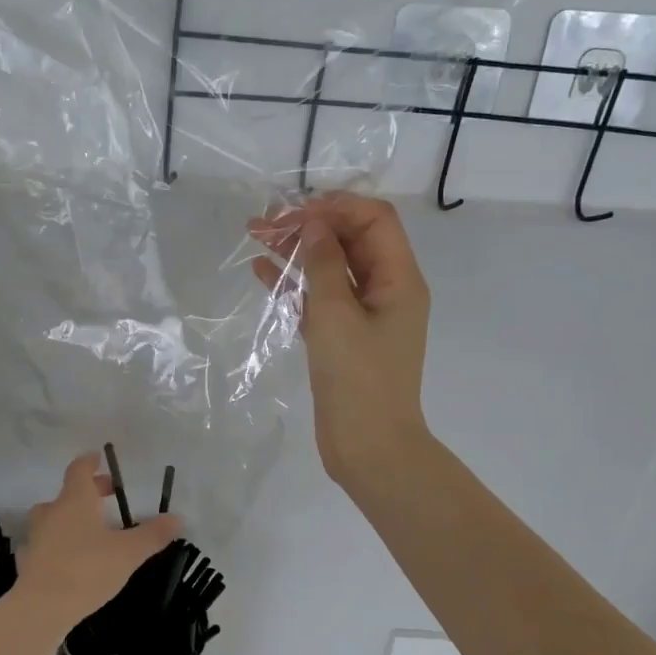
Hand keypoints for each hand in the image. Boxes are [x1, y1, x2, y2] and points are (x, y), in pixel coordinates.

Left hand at [16, 454, 182, 631]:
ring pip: (53, 518)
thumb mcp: (128, 553)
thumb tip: (177, 518)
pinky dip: (55, 544)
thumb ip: (152, 534)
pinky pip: (43, 544)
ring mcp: (35, 537)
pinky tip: (66, 559)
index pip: (79, 470)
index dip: (90, 462)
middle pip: (68, 493)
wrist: (40, 609)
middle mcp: (52, 512)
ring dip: (70, 518)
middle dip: (88, 492)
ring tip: (90, 531)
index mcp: (75, 501)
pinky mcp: (27, 562)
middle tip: (107, 497)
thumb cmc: (86, 570)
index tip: (99, 458)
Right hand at [251, 192, 433, 488]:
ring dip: (298, 250)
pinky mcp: (342, 337)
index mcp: (399, 279)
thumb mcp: (337, 314)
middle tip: (265, 222)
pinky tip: (261, 271)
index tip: (297, 211)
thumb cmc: (358, 379)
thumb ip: (323, 264)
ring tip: (256, 237)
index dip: (338, 206)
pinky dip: (294, 283)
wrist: (369, 448)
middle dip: (311, 225)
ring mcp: (364, 314)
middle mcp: (386, 290)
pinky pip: (319, 298)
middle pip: (350, 240)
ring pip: (330, 268)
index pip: (375, 220)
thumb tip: (315, 223)